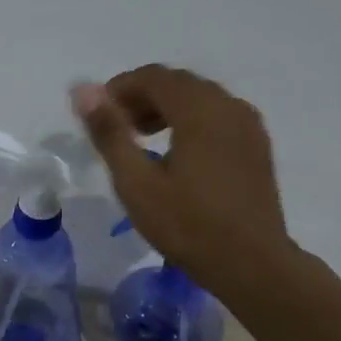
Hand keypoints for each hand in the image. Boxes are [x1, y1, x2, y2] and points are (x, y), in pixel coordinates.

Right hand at [72, 65, 294, 294]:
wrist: (251, 263)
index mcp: (199, 110)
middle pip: (178, 84)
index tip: (97, 116)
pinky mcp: (257, 146)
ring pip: (201, 99)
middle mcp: (229, 106)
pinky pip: (218, 116)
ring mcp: (248, 125)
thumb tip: (83, 91)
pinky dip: (191, 121)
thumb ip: (109, 133)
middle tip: (116, 129)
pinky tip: (177, 154)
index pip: (153, 77)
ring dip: (167, 108)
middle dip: (142, 97)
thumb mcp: (136, 182)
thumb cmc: (187, 225)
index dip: (119, 88)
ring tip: (142, 140)